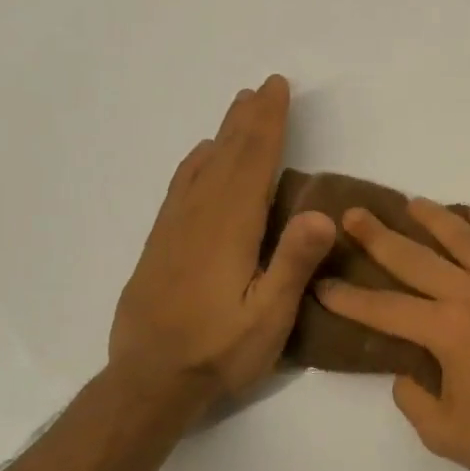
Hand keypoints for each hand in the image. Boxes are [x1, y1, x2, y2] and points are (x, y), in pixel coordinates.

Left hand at [108, 75, 334, 404]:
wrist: (148, 383)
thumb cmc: (219, 352)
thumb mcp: (269, 318)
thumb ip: (293, 264)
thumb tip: (322, 212)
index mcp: (230, 230)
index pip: (253, 164)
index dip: (268, 124)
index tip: (277, 89)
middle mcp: (200, 218)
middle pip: (227, 156)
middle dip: (248, 119)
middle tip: (263, 86)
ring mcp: (175, 229)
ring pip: (203, 167)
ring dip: (224, 134)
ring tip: (238, 107)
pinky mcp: (160, 244)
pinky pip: (180, 187)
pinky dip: (195, 162)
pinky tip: (201, 156)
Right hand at [314, 200, 469, 470]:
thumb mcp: (447, 435)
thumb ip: (414, 401)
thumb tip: (405, 372)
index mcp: (447, 331)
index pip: (385, 308)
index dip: (349, 298)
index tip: (324, 285)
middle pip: (417, 258)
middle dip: (379, 237)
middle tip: (354, 215)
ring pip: (467, 238)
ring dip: (436, 219)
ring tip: (413, 204)